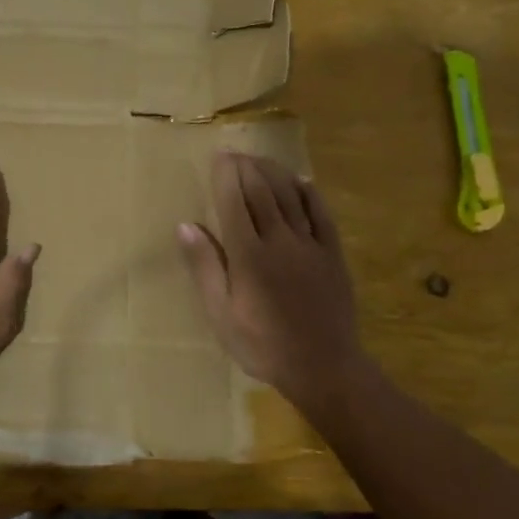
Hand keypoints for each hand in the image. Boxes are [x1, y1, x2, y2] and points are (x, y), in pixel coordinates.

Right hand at [177, 151, 368, 412]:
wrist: (322, 366)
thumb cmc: (262, 345)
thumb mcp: (221, 314)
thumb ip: (205, 267)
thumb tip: (186, 226)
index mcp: (248, 255)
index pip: (234, 202)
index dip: (226, 176)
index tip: (219, 157)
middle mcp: (279, 240)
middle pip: (262, 192)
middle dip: (247, 168)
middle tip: (236, 152)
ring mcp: (310, 245)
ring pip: (291, 197)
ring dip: (274, 173)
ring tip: (261, 159)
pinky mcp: (332, 254)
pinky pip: (321, 214)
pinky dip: (310, 194)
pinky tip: (302, 182)